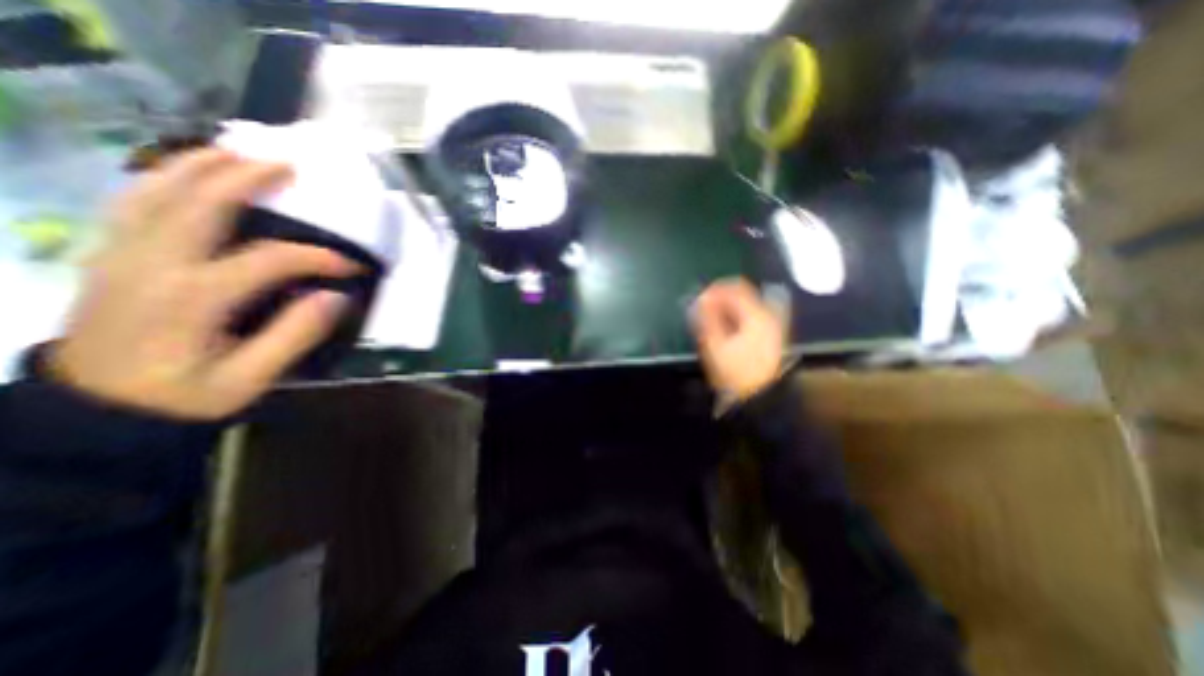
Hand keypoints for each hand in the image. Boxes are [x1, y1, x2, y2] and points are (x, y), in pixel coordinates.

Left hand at [54, 151, 361, 419]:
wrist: (96, 409)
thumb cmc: (184, 395)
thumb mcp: (251, 378)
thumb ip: (295, 334)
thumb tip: (336, 296)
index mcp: (194, 297)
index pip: (270, 260)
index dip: (318, 258)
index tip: (352, 267)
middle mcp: (153, 264)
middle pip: (200, 204)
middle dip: (246, 178)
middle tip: (285, 165)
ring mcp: (122, 254)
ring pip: (154, 192)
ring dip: (196, 166)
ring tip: (234, 151)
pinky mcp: (110, 256)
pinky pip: (132, 202)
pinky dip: (160, 179)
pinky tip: (185, 173)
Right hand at [693, 278, 786, 400]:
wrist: (760, 396)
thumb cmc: (735, 371)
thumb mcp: (715, 344)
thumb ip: (707, 318)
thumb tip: (699, 299)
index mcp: (756, 315)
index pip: (735, 289)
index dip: (714, 289)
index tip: (698, 298)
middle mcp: (768, 315)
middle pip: (742, 294)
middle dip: (720, 298)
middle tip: (702, 308)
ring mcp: (772, 325)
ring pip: (746, 305)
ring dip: (727, 307)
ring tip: (710, 318)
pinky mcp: (770, 335)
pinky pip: (750, 316)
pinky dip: (735, 316)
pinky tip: (725, 327)